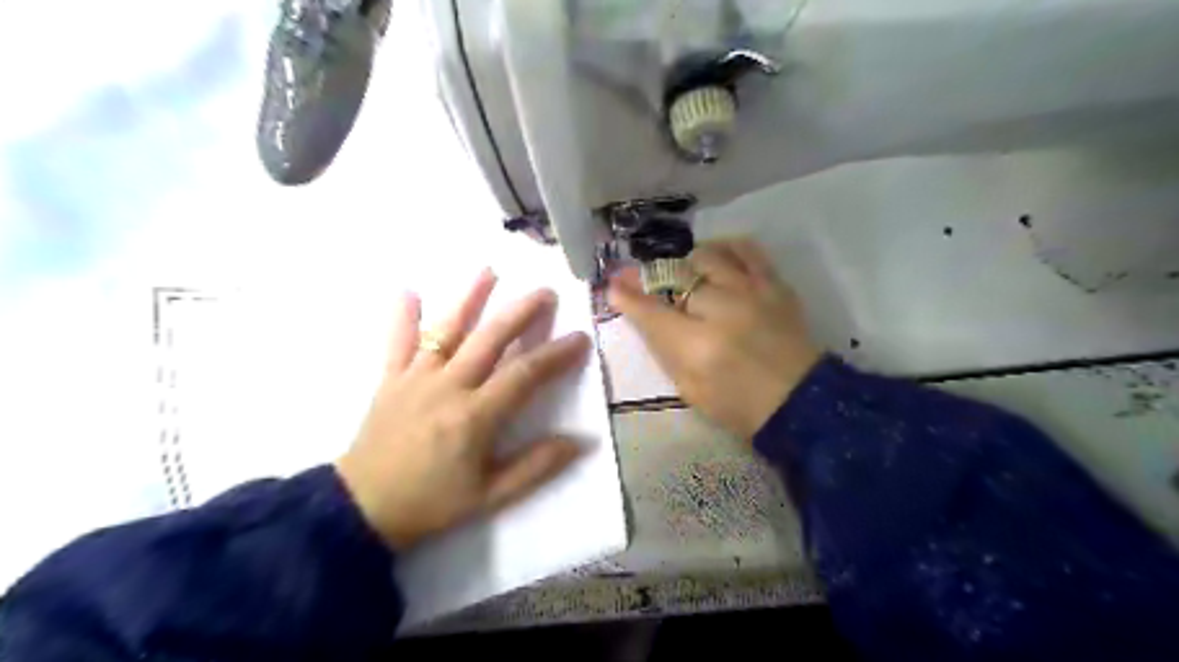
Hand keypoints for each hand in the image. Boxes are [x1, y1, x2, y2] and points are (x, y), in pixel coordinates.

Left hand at [334, 269, 589, 547]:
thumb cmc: (431, 503)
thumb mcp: (490, 497)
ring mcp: (415, 379)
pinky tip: (409, 291)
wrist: (363, 510)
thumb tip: (580, 442)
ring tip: (489, 272)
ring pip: (446, 331)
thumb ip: (536, 467)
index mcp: (475, 416)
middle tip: (545, 292)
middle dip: (521, 312)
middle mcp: (448, 387)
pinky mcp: (390, 380)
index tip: (580, 338)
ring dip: (469, 299)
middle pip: (490, 339)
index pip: (525, 374)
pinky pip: (397, 343)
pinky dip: (403, 317)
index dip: (556, 354)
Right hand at [608, 237, 820, 439]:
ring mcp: (751, 293)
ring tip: (690, 279)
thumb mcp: (689, 388)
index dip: (627, 296)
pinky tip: (719, 258)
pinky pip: (747, 249)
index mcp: (696, 346)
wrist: (800, 402)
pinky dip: (727, 249)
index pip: (650, 311)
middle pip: (676, 277)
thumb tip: (641, 315)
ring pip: (708, 256)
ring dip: (690, 265)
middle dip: (655, 279)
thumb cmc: (737, 405)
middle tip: (650, 284)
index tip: (614, 285)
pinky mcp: (775, 285)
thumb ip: (663, 348)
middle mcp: (722, 310)